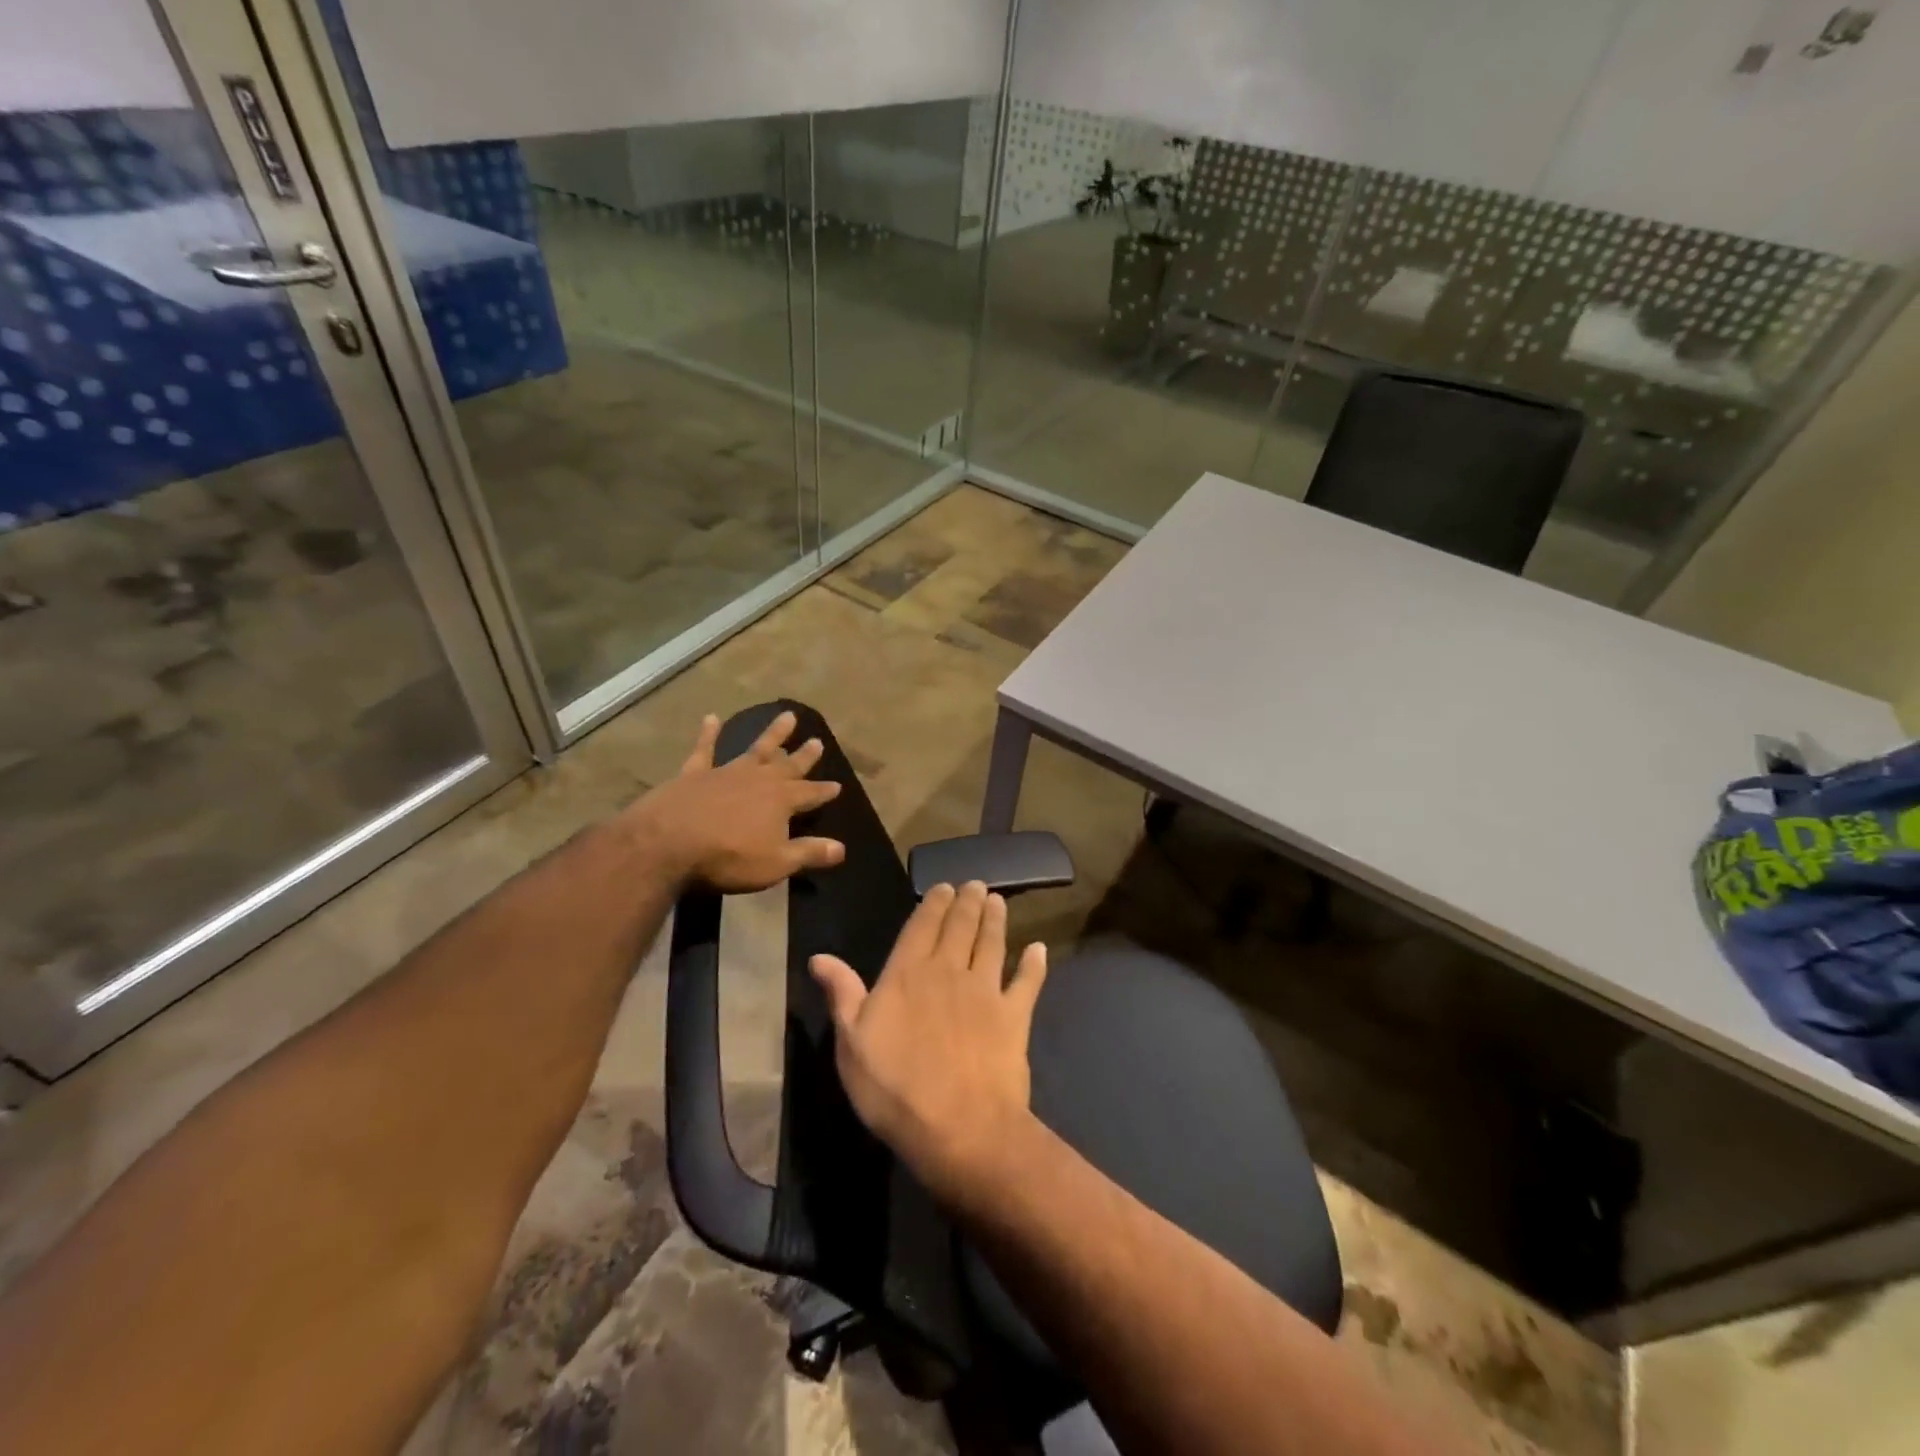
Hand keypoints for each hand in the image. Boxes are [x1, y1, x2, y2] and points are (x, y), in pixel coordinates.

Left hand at [625, 710, 845, 891]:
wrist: (668, 843)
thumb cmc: (728, 857)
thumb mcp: (776, 863)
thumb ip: (809, 853)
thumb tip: (841, 848)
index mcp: (782, 800)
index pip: (811, 794)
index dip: (824, 791)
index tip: (838, 786)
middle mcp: (759, 779)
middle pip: (788, 765)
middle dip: (804, 755)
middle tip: (818, 740)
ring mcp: (726, 772)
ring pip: (755, 749)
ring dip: (773, 734)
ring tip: (787, 716)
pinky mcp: (694, 773)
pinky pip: (705, 748)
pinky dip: (709, 733)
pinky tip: (711, 718)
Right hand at [810, 882, 1047, 1209]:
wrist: (959, 1127)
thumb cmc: (895, 1089)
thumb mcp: (851, 1044)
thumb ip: (842, 994)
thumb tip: (820, 956)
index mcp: (908, 974)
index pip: (922, 926)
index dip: (934, 903)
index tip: (945, 886)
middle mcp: (949, 971)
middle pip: (961, 927)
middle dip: (968, 902)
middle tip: (976, 884)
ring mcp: (986, 991)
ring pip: (992, 944)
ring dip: (996, 920)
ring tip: (998, 901)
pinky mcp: (1015, 1016)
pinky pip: (1027, 982)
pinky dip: (1034, 964)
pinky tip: (1039, 950)